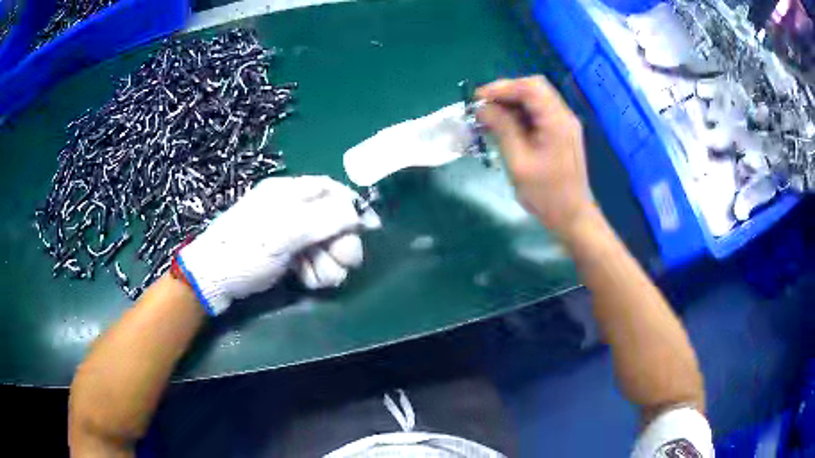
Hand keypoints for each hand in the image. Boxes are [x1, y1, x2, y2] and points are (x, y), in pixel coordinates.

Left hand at [177, 176, 380, 314]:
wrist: (211, 280)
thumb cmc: (245, 250)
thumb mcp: (285, 233)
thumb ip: (325, 220)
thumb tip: (359, 213)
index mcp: (287, 192)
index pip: (329, 189)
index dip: (352, 206)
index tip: (369, 228)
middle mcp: (289, 209)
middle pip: (330, 220)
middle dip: (341, 243)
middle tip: (346, 264)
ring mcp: (286, 234)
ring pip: (322, 244)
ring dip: (328, 263)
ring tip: (319, 279)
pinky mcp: (283, 255)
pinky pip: (310, 259)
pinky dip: (314, 271)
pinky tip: (307, 281)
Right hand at [476, 76, 592, 237]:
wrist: (572, 216)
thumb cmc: (546, 195)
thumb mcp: (519, 162)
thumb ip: (503, 129)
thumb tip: (483, 108)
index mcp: (557, 122)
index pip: (530, 88)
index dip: (502, 87)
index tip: (478, 99)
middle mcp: (564, 116)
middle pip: (534, 88)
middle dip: (506, 92)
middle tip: (484, 106)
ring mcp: (564, 123)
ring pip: (536, 98)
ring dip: (512, 103)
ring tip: (490, 117)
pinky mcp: (561, 132)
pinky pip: (539, 113)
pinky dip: (520, 114)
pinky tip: (506, 126)